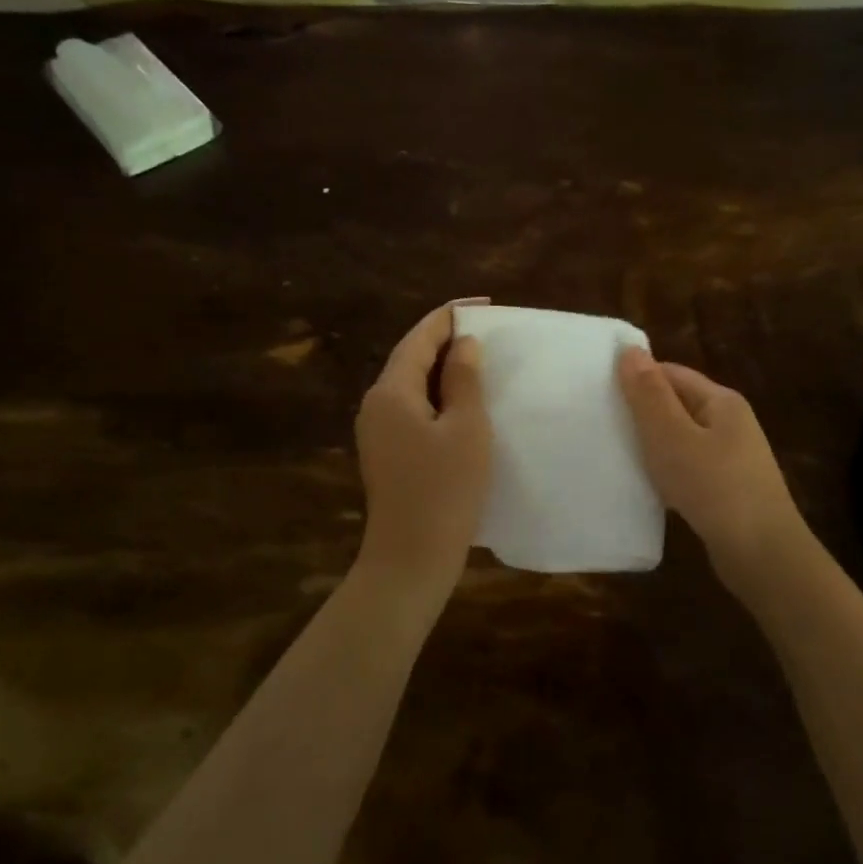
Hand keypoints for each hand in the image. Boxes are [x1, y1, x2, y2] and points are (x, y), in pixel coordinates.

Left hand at [355, 305, 490, 584]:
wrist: (411, 557)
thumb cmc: (445, 490)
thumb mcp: (466, 429)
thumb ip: (465, 380)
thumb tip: (463, 345)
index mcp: (391, 391)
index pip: (420, 337)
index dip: (450, 316)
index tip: (484, 306)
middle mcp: (375, 404)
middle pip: (410, 357)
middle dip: (446, 340)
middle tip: (487, 332)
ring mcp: (377, 430)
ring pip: (411, 384)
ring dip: (442, 368)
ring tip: (479, 362)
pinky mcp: (386, 453)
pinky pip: (412, 408)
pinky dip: (437, 395)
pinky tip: (462, 403)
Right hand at [618, 348, 802, 567]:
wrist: (761, 553)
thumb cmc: (713, 486)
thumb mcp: (672, 435)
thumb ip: (649, 394)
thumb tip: (630, 350)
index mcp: (721, 401)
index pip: (672, 373)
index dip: (637, 378)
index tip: (600, 392)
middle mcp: (730, 423)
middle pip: (677, 404)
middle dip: (642, 412)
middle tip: (601, 422)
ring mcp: (732, 457)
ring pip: (681, 438)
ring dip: (652, 444)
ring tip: (616, 452)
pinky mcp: (727, 488)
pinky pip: (688, 467)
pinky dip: (666, 470)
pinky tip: (646, 484)